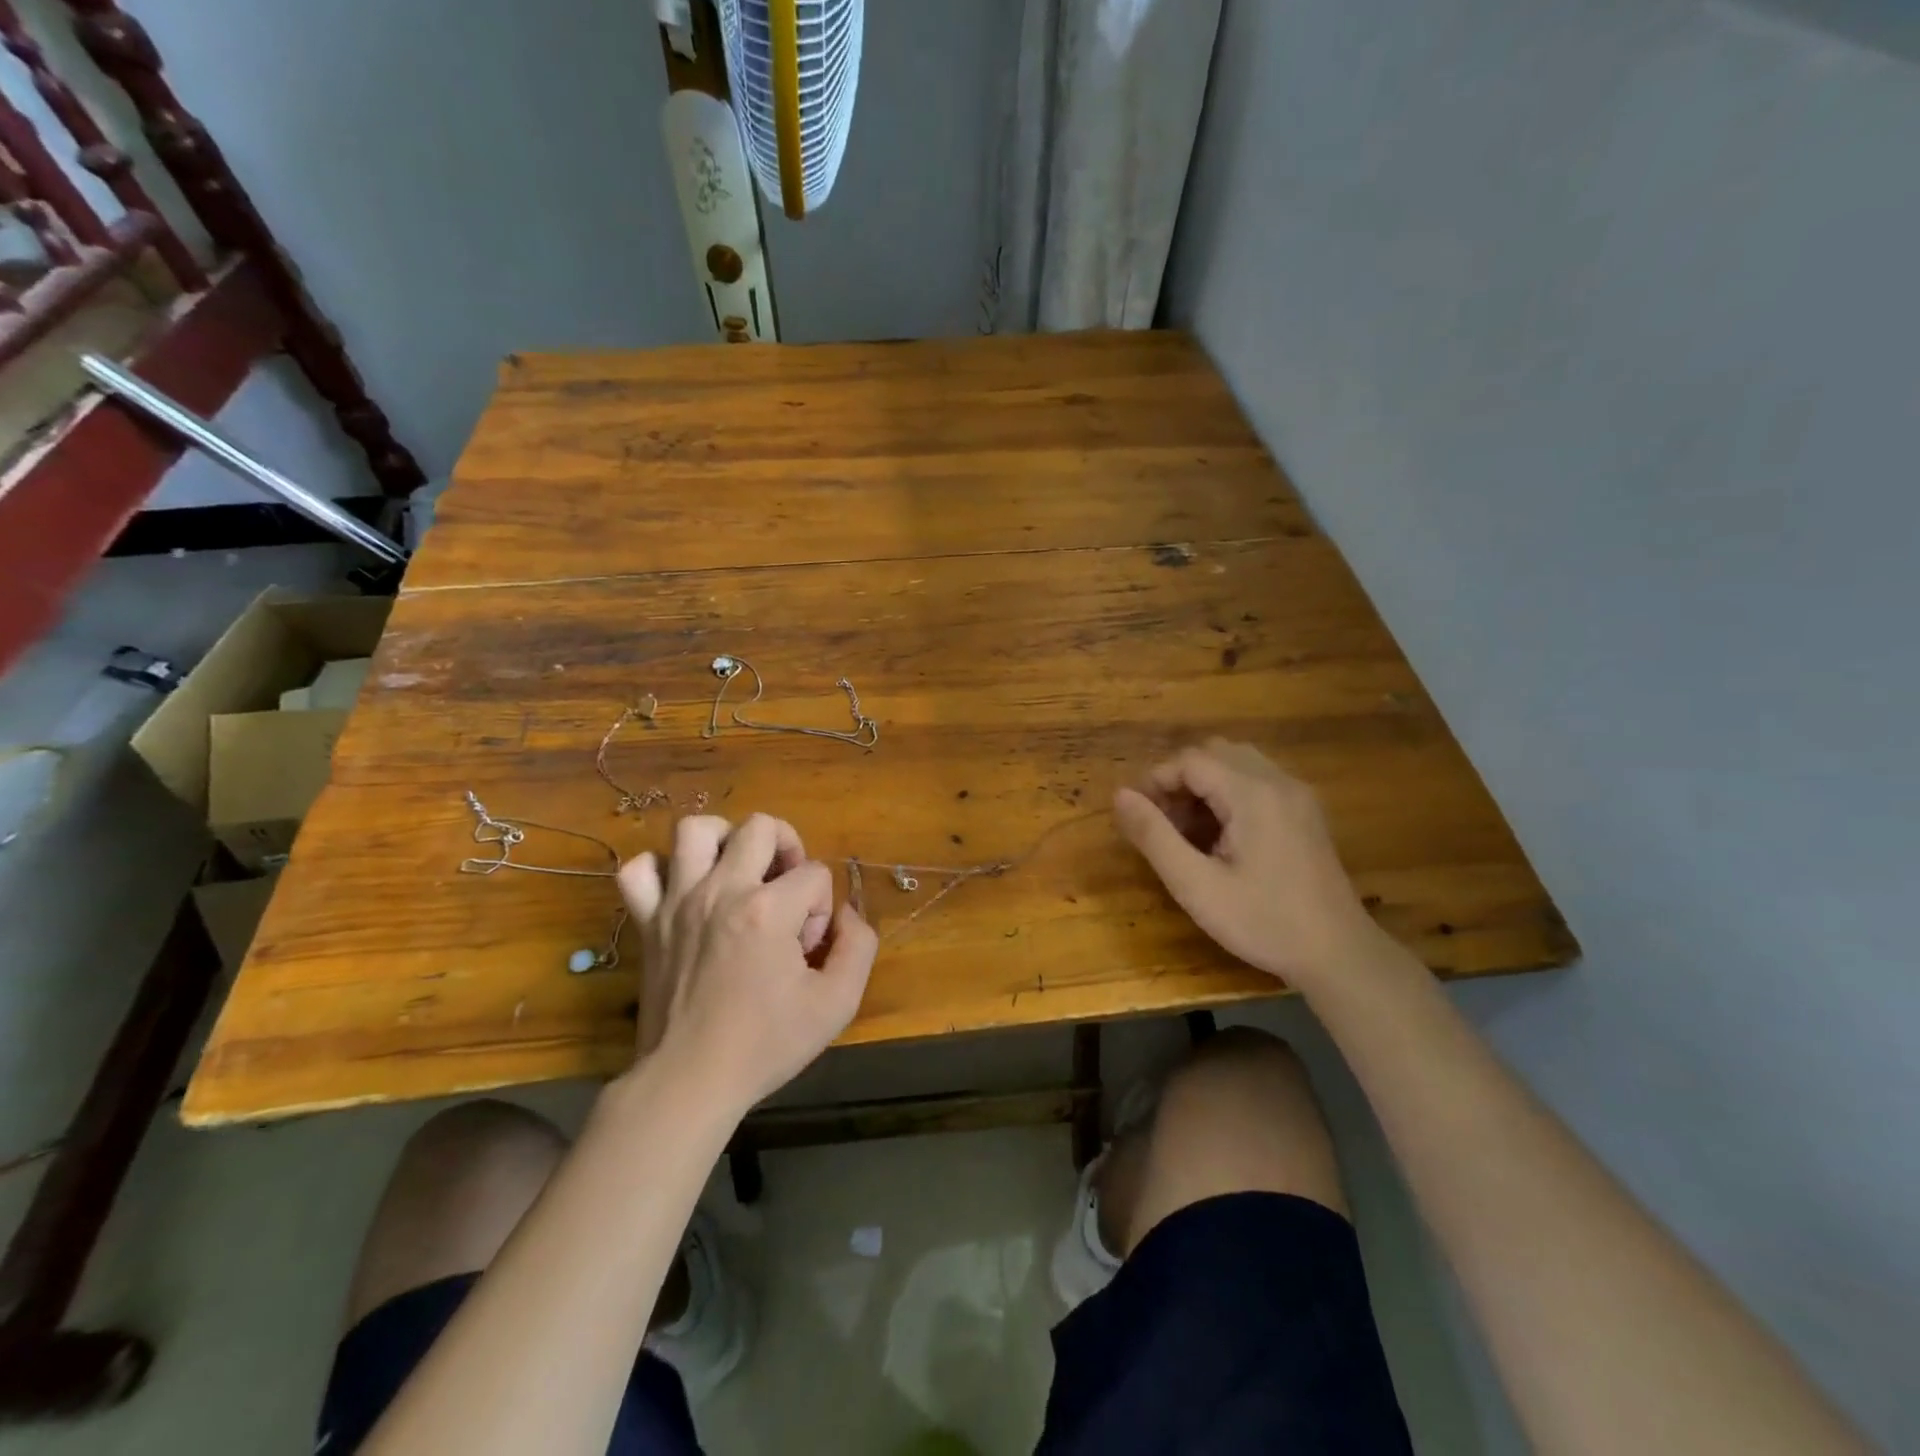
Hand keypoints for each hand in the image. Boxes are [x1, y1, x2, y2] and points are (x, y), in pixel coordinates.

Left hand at [617, 813, 877, 1110]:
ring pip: (695, 830)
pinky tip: (684, 889)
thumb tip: (846, 914)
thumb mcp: (837, 1004)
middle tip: (786, 886)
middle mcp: (721, 891)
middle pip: (760, 827)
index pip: (814, 873)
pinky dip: (661, 869)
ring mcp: (677, 902)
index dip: (822, 905)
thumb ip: (859, 946)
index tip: (809, 947)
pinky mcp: (647, 921)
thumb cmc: (766, 1044)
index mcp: (768, 910)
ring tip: (739, 871)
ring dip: (725, 840)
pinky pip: (639, 870)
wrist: (690, 1081)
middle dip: (788, 847)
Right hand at [1113, 739, 1380, 988]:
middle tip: (1164, 825)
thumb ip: (1154, 836)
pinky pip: (1258, 781)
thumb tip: (1120, 795)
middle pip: (1215, 753)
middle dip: (1180, 780)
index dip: (1157, 781)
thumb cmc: (1263, 922)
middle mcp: (1278, 781)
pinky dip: (1229, 794)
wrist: (1339, 954)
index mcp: (1252, 793)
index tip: (1140, 818)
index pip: (1191, 760)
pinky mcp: (1306, 812)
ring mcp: (1297, 795)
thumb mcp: (1196, 885)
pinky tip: (1223, 838)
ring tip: (1190, 831)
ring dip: (1205, 785)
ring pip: (1237, 764)